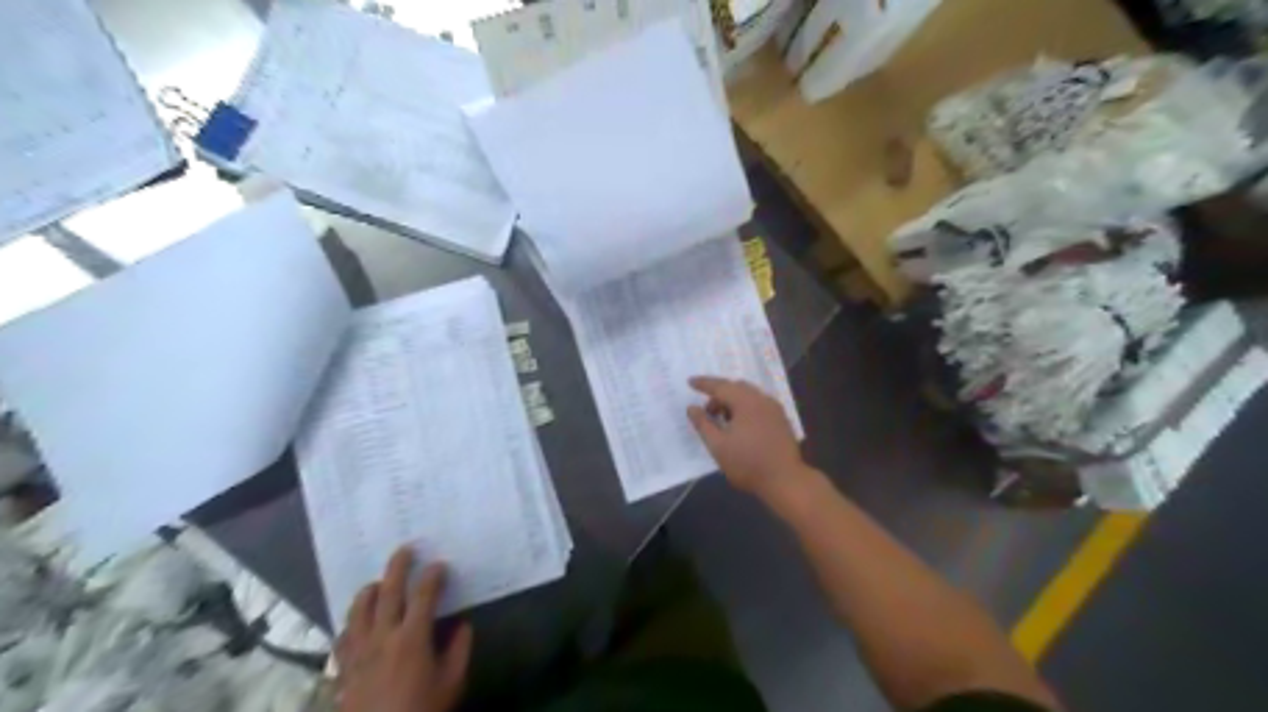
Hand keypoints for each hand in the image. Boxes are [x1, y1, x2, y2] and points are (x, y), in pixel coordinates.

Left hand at [333, 548, 471, 710]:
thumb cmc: (422, 711)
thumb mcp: (452, 683)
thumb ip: (459, 649)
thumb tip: (462, 624)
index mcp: (412, 638)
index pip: (424, 594)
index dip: (433, 575)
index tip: (440, 565)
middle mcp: (382, 637)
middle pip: (388, 591)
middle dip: (398, 566)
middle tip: (405, 549)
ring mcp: (358, 652)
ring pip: (358, 609)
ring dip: (370, 590)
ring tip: (379, 583)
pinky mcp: (343, 669)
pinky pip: (342, 636)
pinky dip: (351, 622)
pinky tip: (357, 622)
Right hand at [690, 379, 806, 499]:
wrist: (785, 480)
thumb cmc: (747, 463)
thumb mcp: (718, 446)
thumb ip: (703, 424)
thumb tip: (691, 408)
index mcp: (746, 402)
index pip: (721, 386)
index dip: (704, 384)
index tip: (690, 382)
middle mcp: (762, 399)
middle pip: (736, 387)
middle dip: (719, 395)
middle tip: (707, 412)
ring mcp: (774, 409)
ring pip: (749, 396)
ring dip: (732, 402)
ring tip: (723, 422)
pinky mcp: (781, 419)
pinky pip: (758, 405)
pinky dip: (745, 408)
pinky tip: (741, 427)